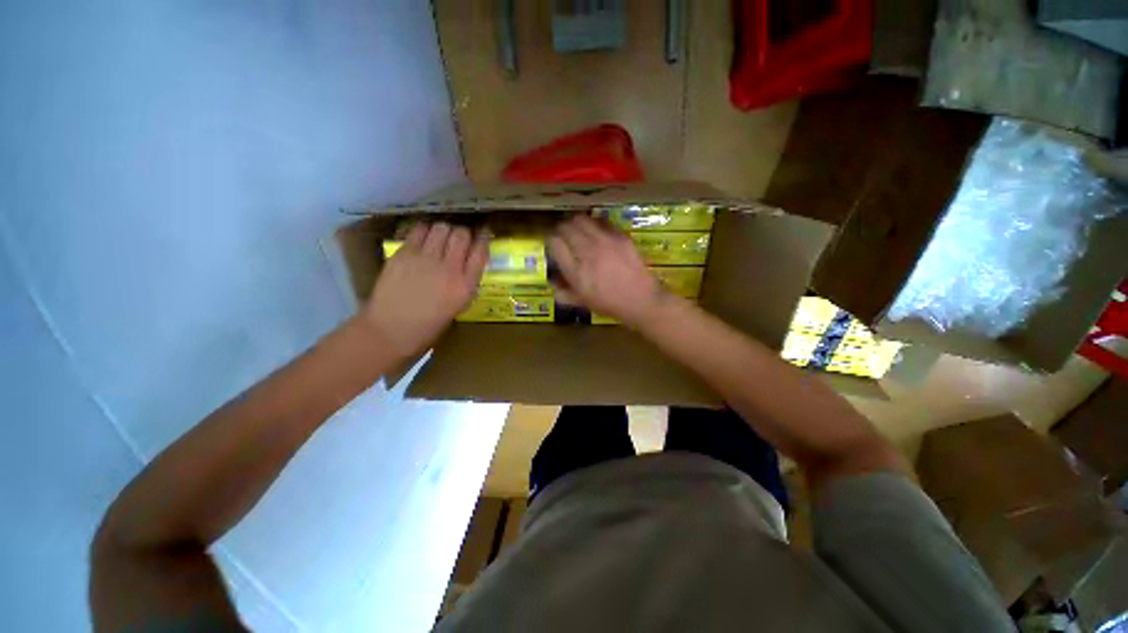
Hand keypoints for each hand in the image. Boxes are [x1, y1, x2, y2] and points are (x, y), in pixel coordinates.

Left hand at [362, 222, 488, 357]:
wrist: (391, 330)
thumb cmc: (430, 323)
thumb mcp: (459, 304)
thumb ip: (467, 280)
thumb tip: (468, 259)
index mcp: (466, 286)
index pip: (480, 252)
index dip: (483, 237)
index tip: (483, 232)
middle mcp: (449, 269)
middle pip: (462, 235)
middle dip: (463, 233)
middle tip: (459, 238)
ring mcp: (425, 259)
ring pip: (441, 228)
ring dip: (445, 230)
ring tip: (441, 237)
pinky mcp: (404, 254)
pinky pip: (419, 230)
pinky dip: (425, 230)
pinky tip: (424, 237)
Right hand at [549, 216, 668, 326]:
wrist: (641, 300)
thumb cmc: (609, 304)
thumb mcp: (582, 302)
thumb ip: (563, 292)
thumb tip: (551, 281)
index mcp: (575, 271)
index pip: (554, 243)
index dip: (551, 241)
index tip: (554, 245)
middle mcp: (587, 251)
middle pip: (566, 227)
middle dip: (561, 230)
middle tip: (564, 236)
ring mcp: (604, 241)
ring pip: (581, 219)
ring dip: (576, 223)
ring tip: (579, 231)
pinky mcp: (620, 236)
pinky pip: (601, 221)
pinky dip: (594, 223)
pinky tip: (597, 232)